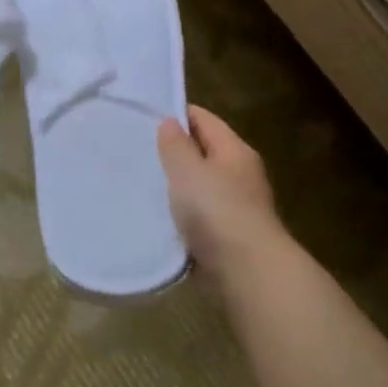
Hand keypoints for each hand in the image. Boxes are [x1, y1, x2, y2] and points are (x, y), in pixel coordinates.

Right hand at [156, 106, 284, 284]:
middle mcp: (241, 173)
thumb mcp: (188, 170)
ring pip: (202, 185)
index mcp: (235, 150)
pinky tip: (162, 217)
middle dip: (175, 151)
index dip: (176, 114)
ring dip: (179, 185)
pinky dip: (185, 214)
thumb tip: (171, 122)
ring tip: (144, 184)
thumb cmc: (216, 211)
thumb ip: (176, 145)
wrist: (248, 272)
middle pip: (204, 151)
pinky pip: (202, 214)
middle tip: (139, 152)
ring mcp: (239, 205)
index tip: (144, 118)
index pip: (204, 119)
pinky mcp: (231, 235)